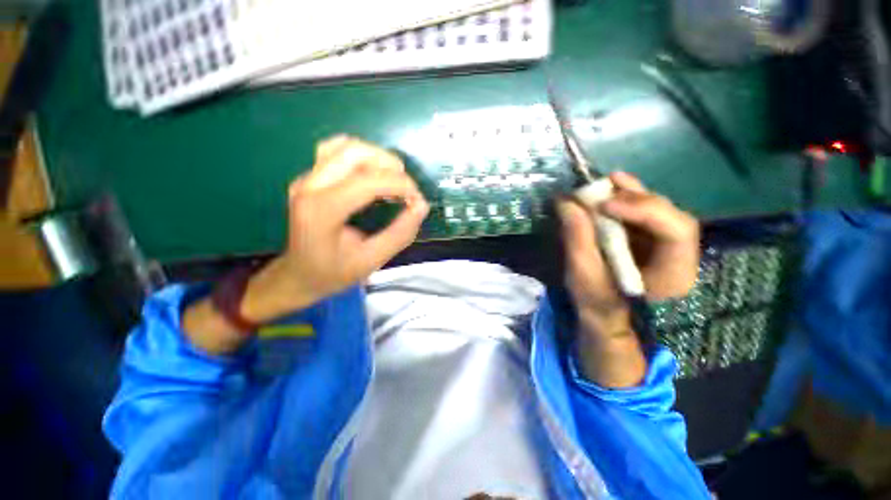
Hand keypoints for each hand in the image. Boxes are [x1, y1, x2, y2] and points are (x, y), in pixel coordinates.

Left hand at [241, 136, 429, 322]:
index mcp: (322, 211)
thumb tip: (421, 206)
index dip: (399, 184)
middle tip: (406, 188)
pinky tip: (371, 173)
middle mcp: (310, 186)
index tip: (417, 199)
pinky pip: (335, 150)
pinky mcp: (310, 177)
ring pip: (345, 146)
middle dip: (389, 165)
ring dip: (376, 157)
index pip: (366, 182)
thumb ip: (400, 234)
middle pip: (354, 153)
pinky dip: (360, 155)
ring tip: (392, 179)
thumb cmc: (333, 273)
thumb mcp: (372, 261)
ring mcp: (306, 178)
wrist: (298, 275)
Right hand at [557, 171, 699, 329]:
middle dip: (636, 199)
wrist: (604, 314)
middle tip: (602, 191)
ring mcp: (666, 244)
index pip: (676, 231)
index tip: (604, 206)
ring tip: (606, 183)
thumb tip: (566, 202)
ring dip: (631, 194)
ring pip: (658, 209)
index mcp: (674, 273)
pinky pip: (644, 212)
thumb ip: (577, 238)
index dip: (644, 211)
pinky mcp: (649, 237)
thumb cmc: (596, 300)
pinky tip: (612, 187)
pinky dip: (627, 198)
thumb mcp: (583, 274)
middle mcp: (681, 254)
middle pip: (669, 215)